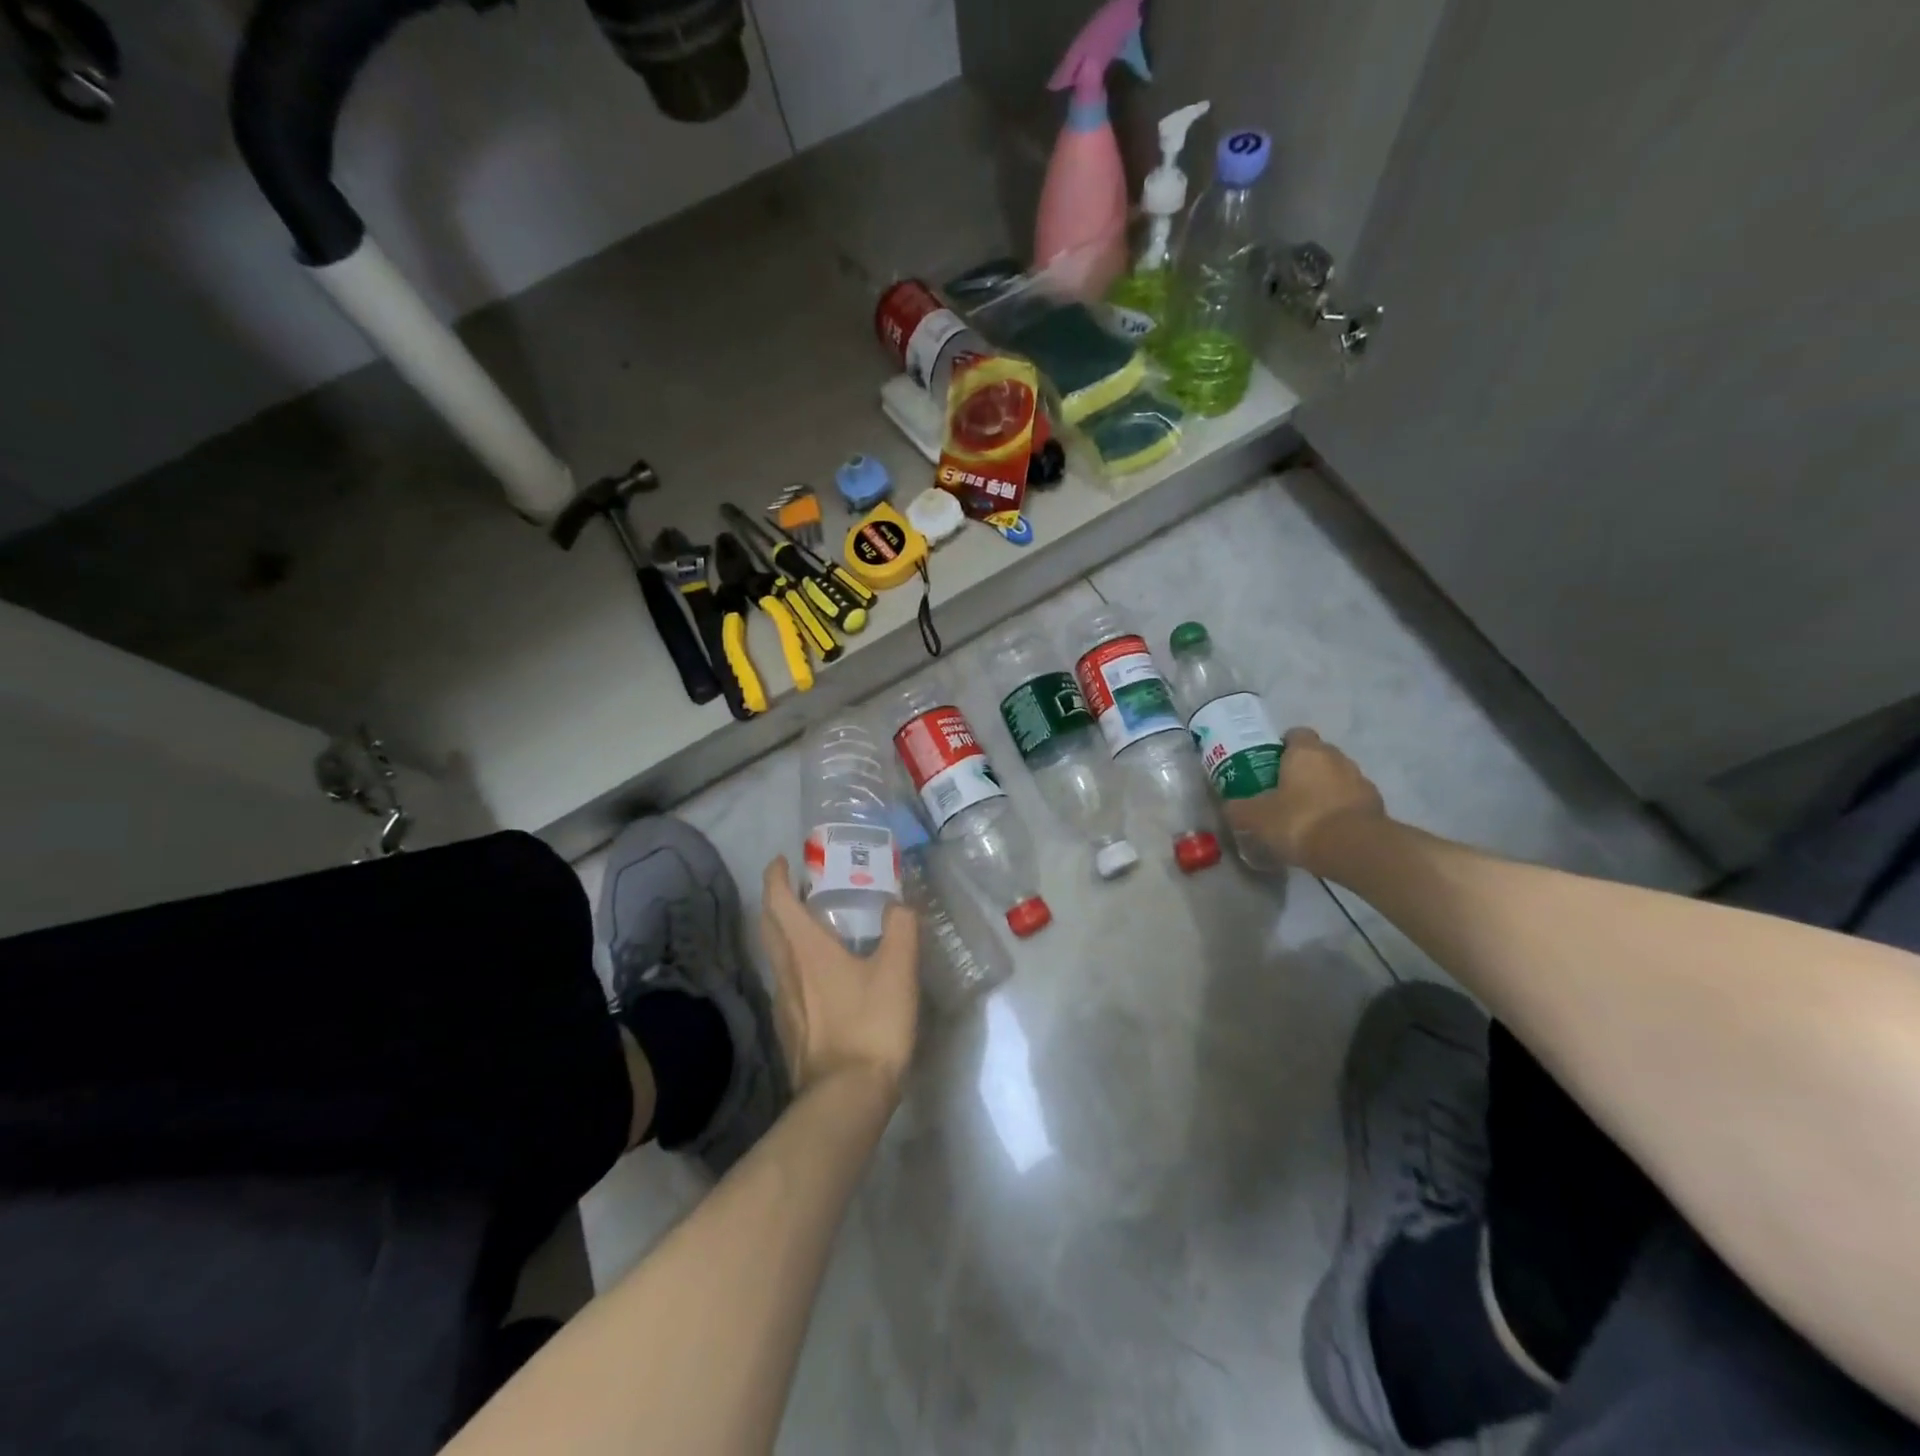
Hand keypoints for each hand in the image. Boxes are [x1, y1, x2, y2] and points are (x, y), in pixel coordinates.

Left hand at [759, 857, 919, 1100]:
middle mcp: (786, 970)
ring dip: (786, 932)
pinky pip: (786, 982)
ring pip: (776, 955)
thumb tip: (898, 905)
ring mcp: (784, 1003)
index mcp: (806, 950)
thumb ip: (901, 929)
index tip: (783, 860)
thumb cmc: (871, 1025)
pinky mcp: (790, 1029)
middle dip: (777, 900)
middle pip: (769, 926)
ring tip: (814, 925)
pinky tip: (821, 974)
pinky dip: (796, 963)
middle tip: (801, 888)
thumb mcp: (898, 970)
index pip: (778, 902)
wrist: (847, 1097)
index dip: (776, 877)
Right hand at [1225, 728, 1386, 873]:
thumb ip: (1239, 809)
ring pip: (1336, 778)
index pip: (1295, 734)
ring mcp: (1361, 780)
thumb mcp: (1255, 817)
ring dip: (1323, 790)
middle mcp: (1337, 758)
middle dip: (1302, 770)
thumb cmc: (1299, 821)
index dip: (1281, 747)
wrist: (1355, 849)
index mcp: (1306, 751)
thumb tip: (1230, 807)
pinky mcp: (1376, 805)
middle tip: (1282, 791)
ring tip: (1305, 815)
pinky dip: (1340, 810)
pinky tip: (1326, 832)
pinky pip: (1351, 801)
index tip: (1269, 765)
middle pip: (1317, 755)